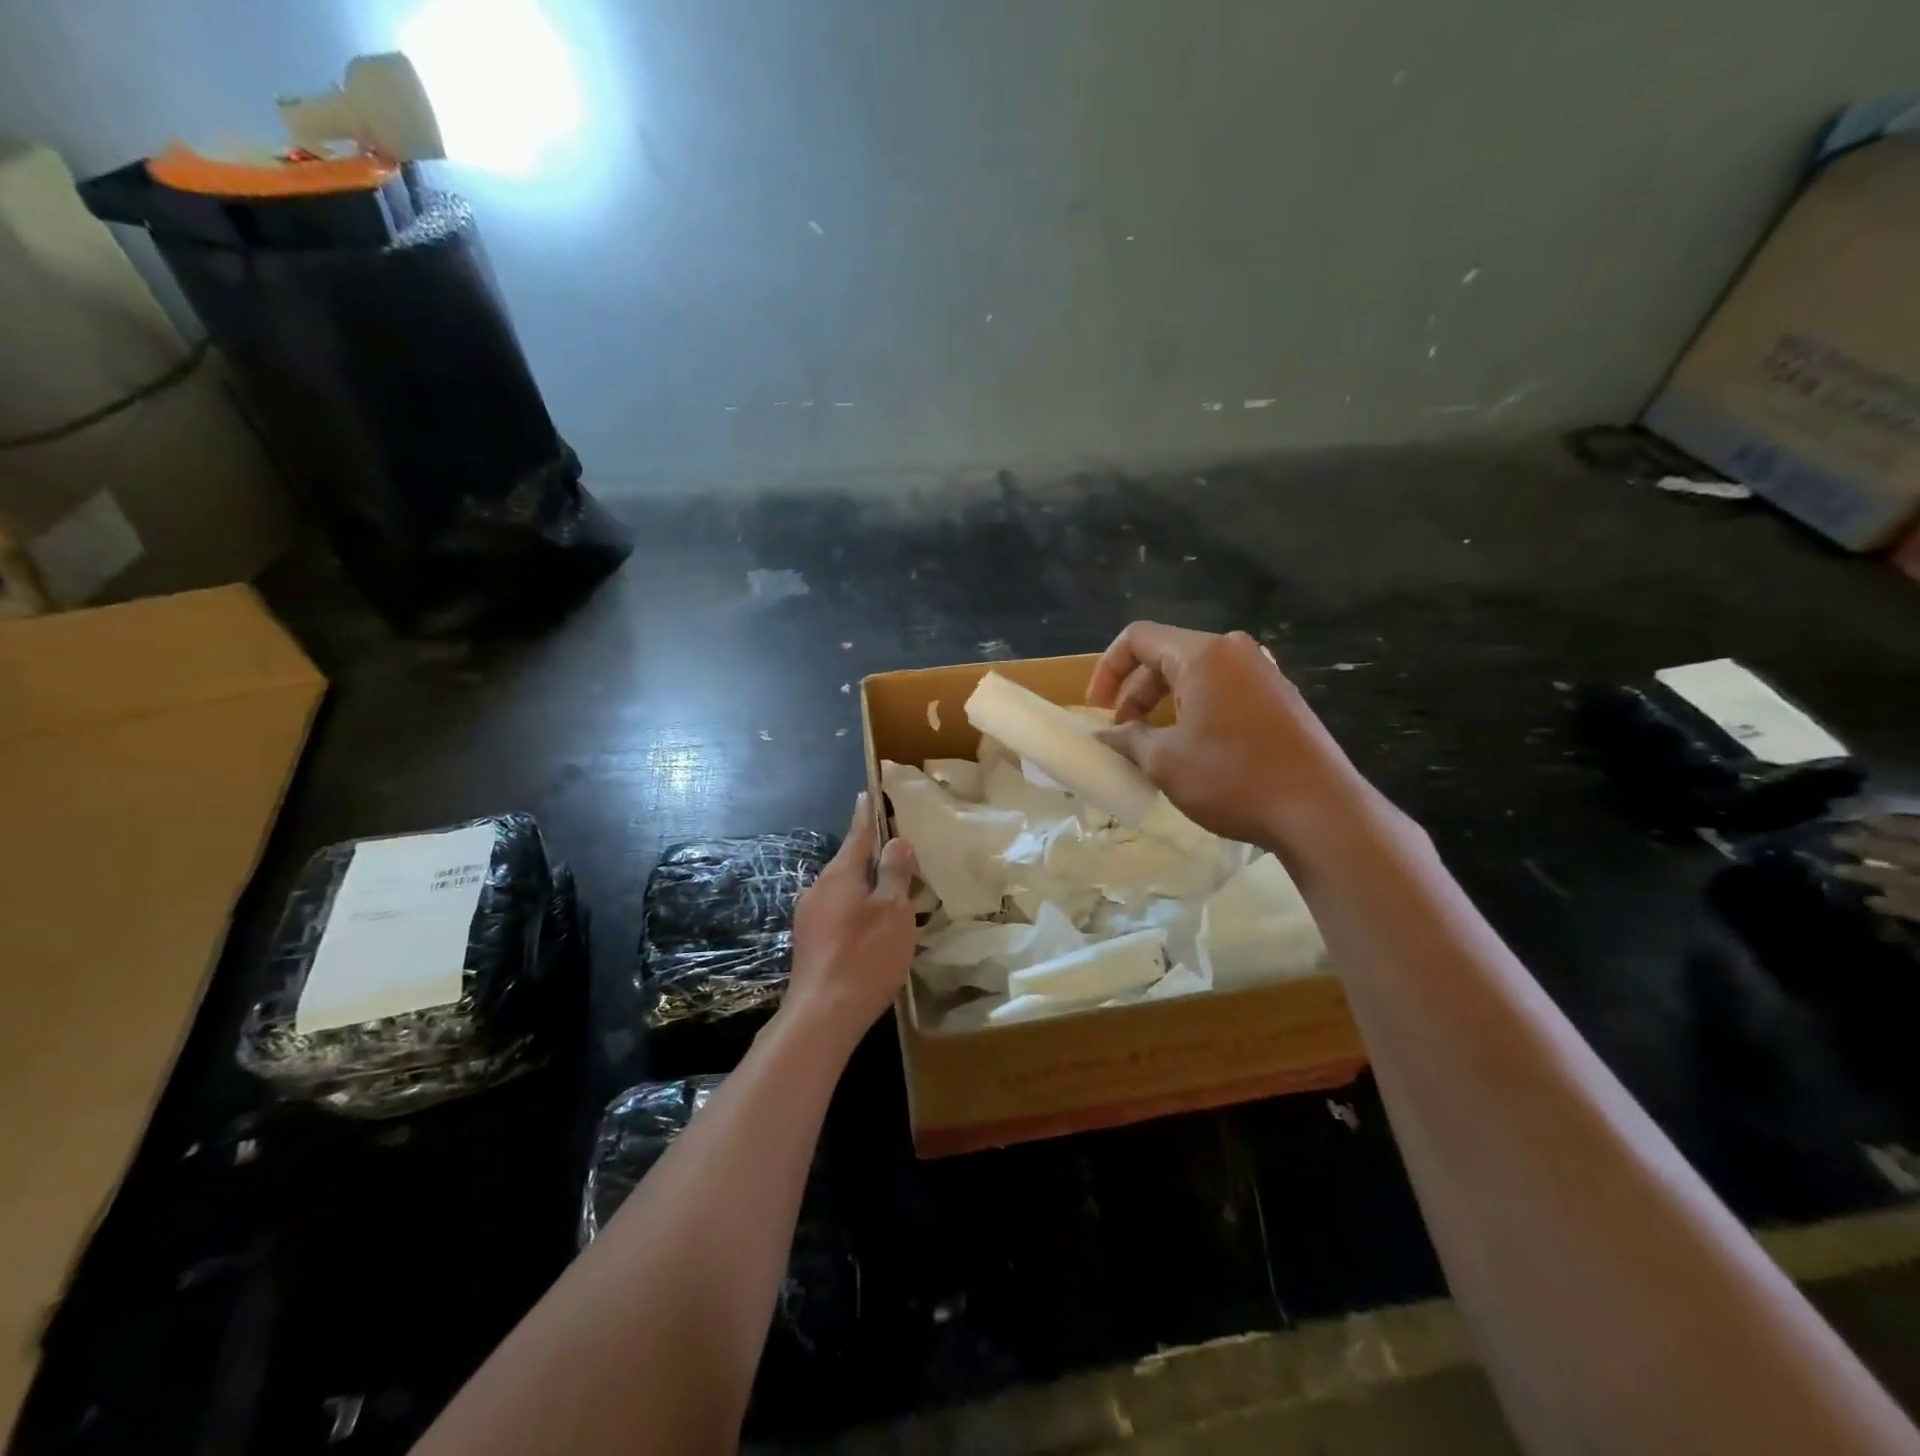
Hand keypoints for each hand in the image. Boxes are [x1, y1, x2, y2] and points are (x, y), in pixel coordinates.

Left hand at [785, 794, 919, 1039]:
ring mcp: (809, 917)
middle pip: (849, 863)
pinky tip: (872, 927)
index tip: (868, 792)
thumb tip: (897, 841)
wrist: (822, 1015)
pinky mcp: (809, 943)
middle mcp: (819, 889)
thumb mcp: (893, 911)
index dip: (867, 814)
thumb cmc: (865, 956)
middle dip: (871, 856)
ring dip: (865, 887)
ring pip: (843, 890)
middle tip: (897, 851)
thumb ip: (894, 873)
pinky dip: (857, 910)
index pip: (857, 834)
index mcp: (839, 875)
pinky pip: (838, 912)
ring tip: (891, 892)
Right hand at [1088, 622, 1370, 851]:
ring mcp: (1263, 674)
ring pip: (1195, 675)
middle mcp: (1236, 652)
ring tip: (1152, 745)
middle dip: (1135, 691)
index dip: (1107, 670)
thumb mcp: (1165, 761)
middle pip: (1167, 655)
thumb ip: (1127, 739)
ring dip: (1163, 704)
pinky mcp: (1280, 699)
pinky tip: (1193, 749)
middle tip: (1122, 733)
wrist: (1320, 811)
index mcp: (1204, 655)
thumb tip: (1107, 736)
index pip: (1138, 638)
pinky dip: (1195, 710)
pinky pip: (1223, 691)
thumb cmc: (1234, 778)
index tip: (1098, 710)